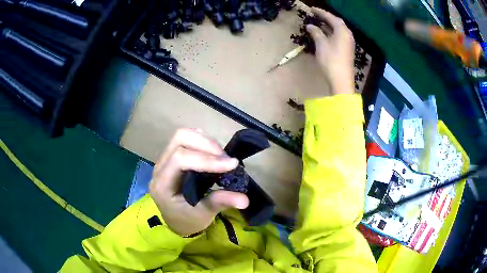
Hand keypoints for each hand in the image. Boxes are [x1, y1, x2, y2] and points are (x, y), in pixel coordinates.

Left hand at [149, 128, 248, 235]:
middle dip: (206, 144)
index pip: (180, 160)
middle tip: (226, 159)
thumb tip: (245, 199)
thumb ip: (219, 203)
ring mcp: (164, 159)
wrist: (176, 220)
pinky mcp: (172, 157)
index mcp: (162, 184)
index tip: (232, 164)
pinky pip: (184, 139)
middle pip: (179, 139)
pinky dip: (201, 141)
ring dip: (205, 141)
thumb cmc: (187, 220)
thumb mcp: (203, 215)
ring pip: (182, 135)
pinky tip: (212, 153)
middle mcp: (159, 167)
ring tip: (221, 156)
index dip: (206, 159)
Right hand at [306, 7, 354, 94]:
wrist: (341, 80)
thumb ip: (316, 33)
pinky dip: (331, 32)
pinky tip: (324, 33)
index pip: (331, 17)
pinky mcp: (347, 50)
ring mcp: (348, 43)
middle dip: (326, 18)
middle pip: (336, 22)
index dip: (321, 12)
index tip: (311, 9)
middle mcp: (347, 35)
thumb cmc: (331, 60)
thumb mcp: (321, 44)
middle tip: (315, 15)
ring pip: (338, 30)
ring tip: (318, 22)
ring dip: (328, 25)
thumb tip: (310, 26)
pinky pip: (338, 36)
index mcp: (342, 31)